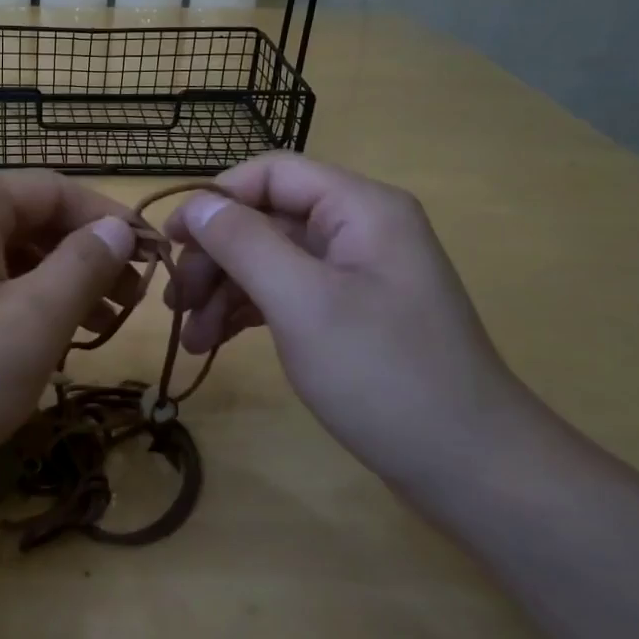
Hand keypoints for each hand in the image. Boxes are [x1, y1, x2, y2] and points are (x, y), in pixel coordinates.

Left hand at [0, 172, 141, 498]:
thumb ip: (83, 267)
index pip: (58, 190)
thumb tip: (116, 230)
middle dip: (85, 258)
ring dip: (56, 285)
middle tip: (132, 304)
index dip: (112, 223)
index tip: (157, 261)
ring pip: (5, 256)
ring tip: (99, 326)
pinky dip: (18, 305)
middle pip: (30, 220)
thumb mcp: (30, 324)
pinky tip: (44, 341)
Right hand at [163, 153, 530, 479]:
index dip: (215, 200)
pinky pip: (286, 294)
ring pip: (270, 260)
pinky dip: (248, 313)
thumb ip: (244, 243)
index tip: (170, 242)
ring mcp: (356, 274)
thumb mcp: (302, 301)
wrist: (468, 465)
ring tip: (190, 337)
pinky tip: (216, 341)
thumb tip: (197, 205)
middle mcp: (359, 229)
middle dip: (215, 257)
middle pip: (266, 219)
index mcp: (359, 208)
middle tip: (175, 302)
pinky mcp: (350, 313)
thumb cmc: (382, 373)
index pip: (271, 173)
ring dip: (224, 290)